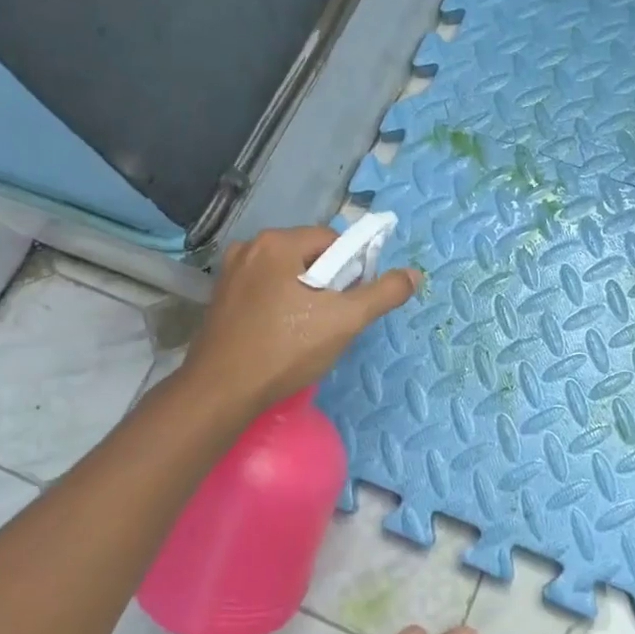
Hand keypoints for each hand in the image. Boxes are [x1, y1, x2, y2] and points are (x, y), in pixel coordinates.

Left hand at [178, 226, 419, 413]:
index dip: (352, 269)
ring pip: (288, 273)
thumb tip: (413, 274)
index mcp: (277, 242)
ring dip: (306, 295)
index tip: (352, 302)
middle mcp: (250, 247)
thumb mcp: (345, 321)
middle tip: (332, 320)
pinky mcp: (221, 297)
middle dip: (328, 283)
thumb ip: (383, 293)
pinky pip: (266, 289)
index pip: (333, 241)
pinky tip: (283, 334)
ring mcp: (231, 272)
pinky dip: (282, 304)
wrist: (221, 392)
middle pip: (310, 255)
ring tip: (308, 331)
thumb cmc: (286, 350)